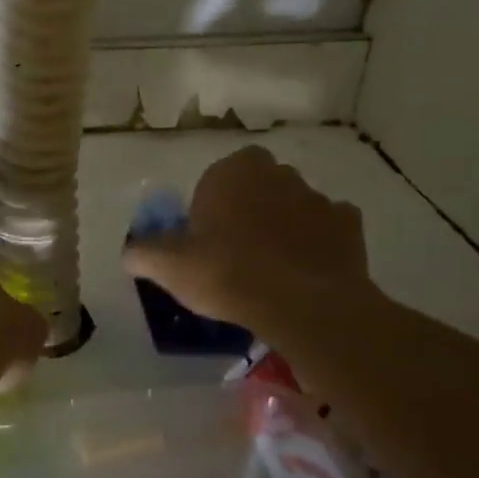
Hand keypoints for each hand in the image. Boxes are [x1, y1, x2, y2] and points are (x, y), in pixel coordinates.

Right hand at [123, 146, 372, 330]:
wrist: (301, 304)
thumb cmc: (227, 273)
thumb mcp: (169, 266)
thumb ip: (143, 253)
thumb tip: (129, 253)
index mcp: (232, 172)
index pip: (218, 176)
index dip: (212, 204)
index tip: (207, 236)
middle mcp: (276, 173)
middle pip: (258, 186)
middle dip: (251, 208)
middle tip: (238, 249)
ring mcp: (317, 197)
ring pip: (294, 205)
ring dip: (285, 224)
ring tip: (274, 267)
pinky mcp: (349, 225)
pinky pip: (329, 228)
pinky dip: (319, 243)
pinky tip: (306, 271)